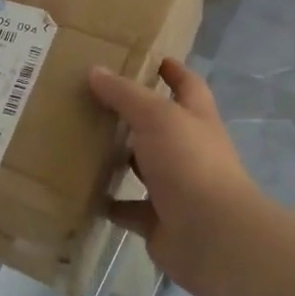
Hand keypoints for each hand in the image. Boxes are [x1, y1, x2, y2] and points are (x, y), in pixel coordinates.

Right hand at [88, 59, 263, 295]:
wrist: (212, 235)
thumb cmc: (189, 162)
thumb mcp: (156, 116)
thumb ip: (126, 94)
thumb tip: (96, 71)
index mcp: (197, 119)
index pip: (188, 86)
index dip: (173, 71)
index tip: (151, 60)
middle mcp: (190, 150)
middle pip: (161, 127)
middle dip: (135, 116)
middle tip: (95, 101)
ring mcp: (177, 188)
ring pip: (144, 167)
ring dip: (120, 159)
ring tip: (82, 144)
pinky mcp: (160, 221)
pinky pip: (131, 209)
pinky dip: (111, 204)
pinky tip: (85, 193)